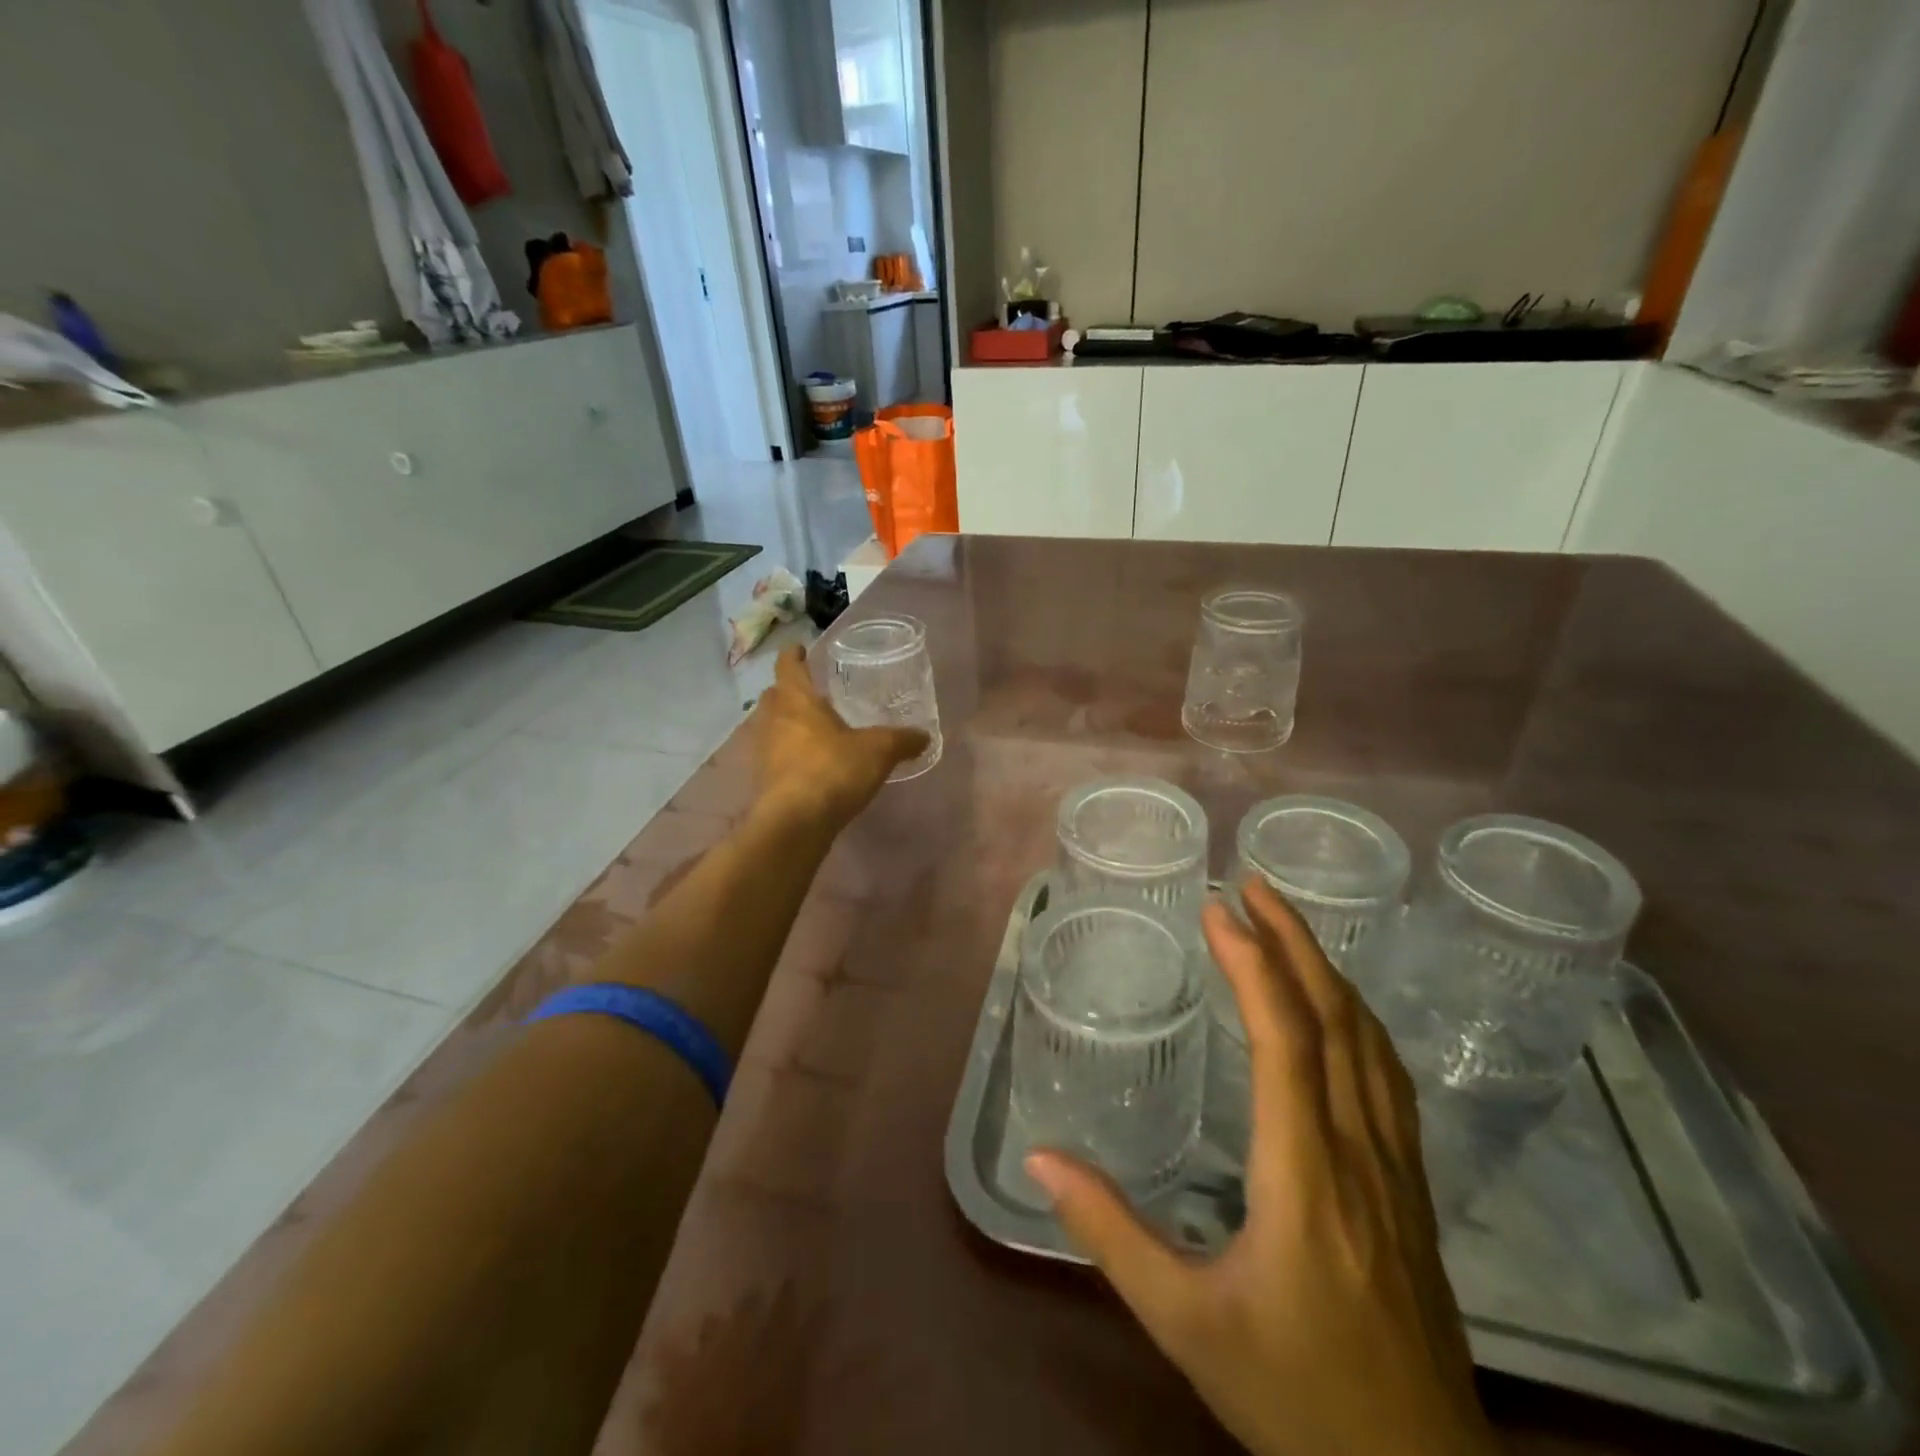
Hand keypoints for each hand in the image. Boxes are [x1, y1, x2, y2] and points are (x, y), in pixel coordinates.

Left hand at [749, 645, 928, 827]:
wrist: (795, 823)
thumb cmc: (833, 770)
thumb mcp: (878, 751)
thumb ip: (902, 740)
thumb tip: (925, 736)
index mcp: (796, 700)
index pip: (788, 666)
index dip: (794, 655)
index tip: (800, 649)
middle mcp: (773, 720)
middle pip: (774, 696)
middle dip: (789, 692)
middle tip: (812, 694)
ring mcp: (762, 752)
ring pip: (771, 727)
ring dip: (787, 725)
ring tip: (813, 731)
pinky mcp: (762, 781)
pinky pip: (774, 758)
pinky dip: (788, 756)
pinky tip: (809, 766)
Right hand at [1026, 878, 1495, 1455]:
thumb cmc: (1295, 1393)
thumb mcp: (1185, 1321)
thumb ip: (1111, 1235)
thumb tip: (1042, 1160)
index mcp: (1304, 1174)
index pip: (1285, 1040)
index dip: (1253, 964)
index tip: (1218, 909)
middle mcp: (1359, 1152)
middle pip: (1336, 1021)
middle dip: (1294, 941)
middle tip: (1253, 884)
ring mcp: (1397, 1168)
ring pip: (1370, 1043)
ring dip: (1328, 971)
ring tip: (1287, 925)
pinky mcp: (1411, 1188)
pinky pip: (1388, 1077)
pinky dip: (1357, 1018)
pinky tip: (1339, 1008)